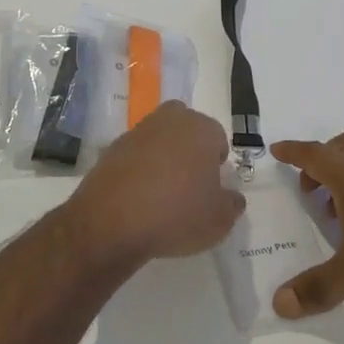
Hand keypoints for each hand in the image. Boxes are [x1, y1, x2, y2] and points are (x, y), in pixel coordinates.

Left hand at [68, 102, 244, 266]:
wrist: (112, 222)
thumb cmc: (177, 214)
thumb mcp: (219, 220)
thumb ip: (232, 204)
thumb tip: (232, 197)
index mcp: (200, 129)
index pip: (218, 138)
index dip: (217, 163)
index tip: (212, 187)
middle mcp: (169, 121)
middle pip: (186, 127)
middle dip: (190, 148)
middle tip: (189, 183)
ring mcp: (137, 132)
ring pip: (158, 138)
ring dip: (163, 156)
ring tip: (162, 192)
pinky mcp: (111, 148)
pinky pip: (134, 154)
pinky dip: (139, 168)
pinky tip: (138, 197)